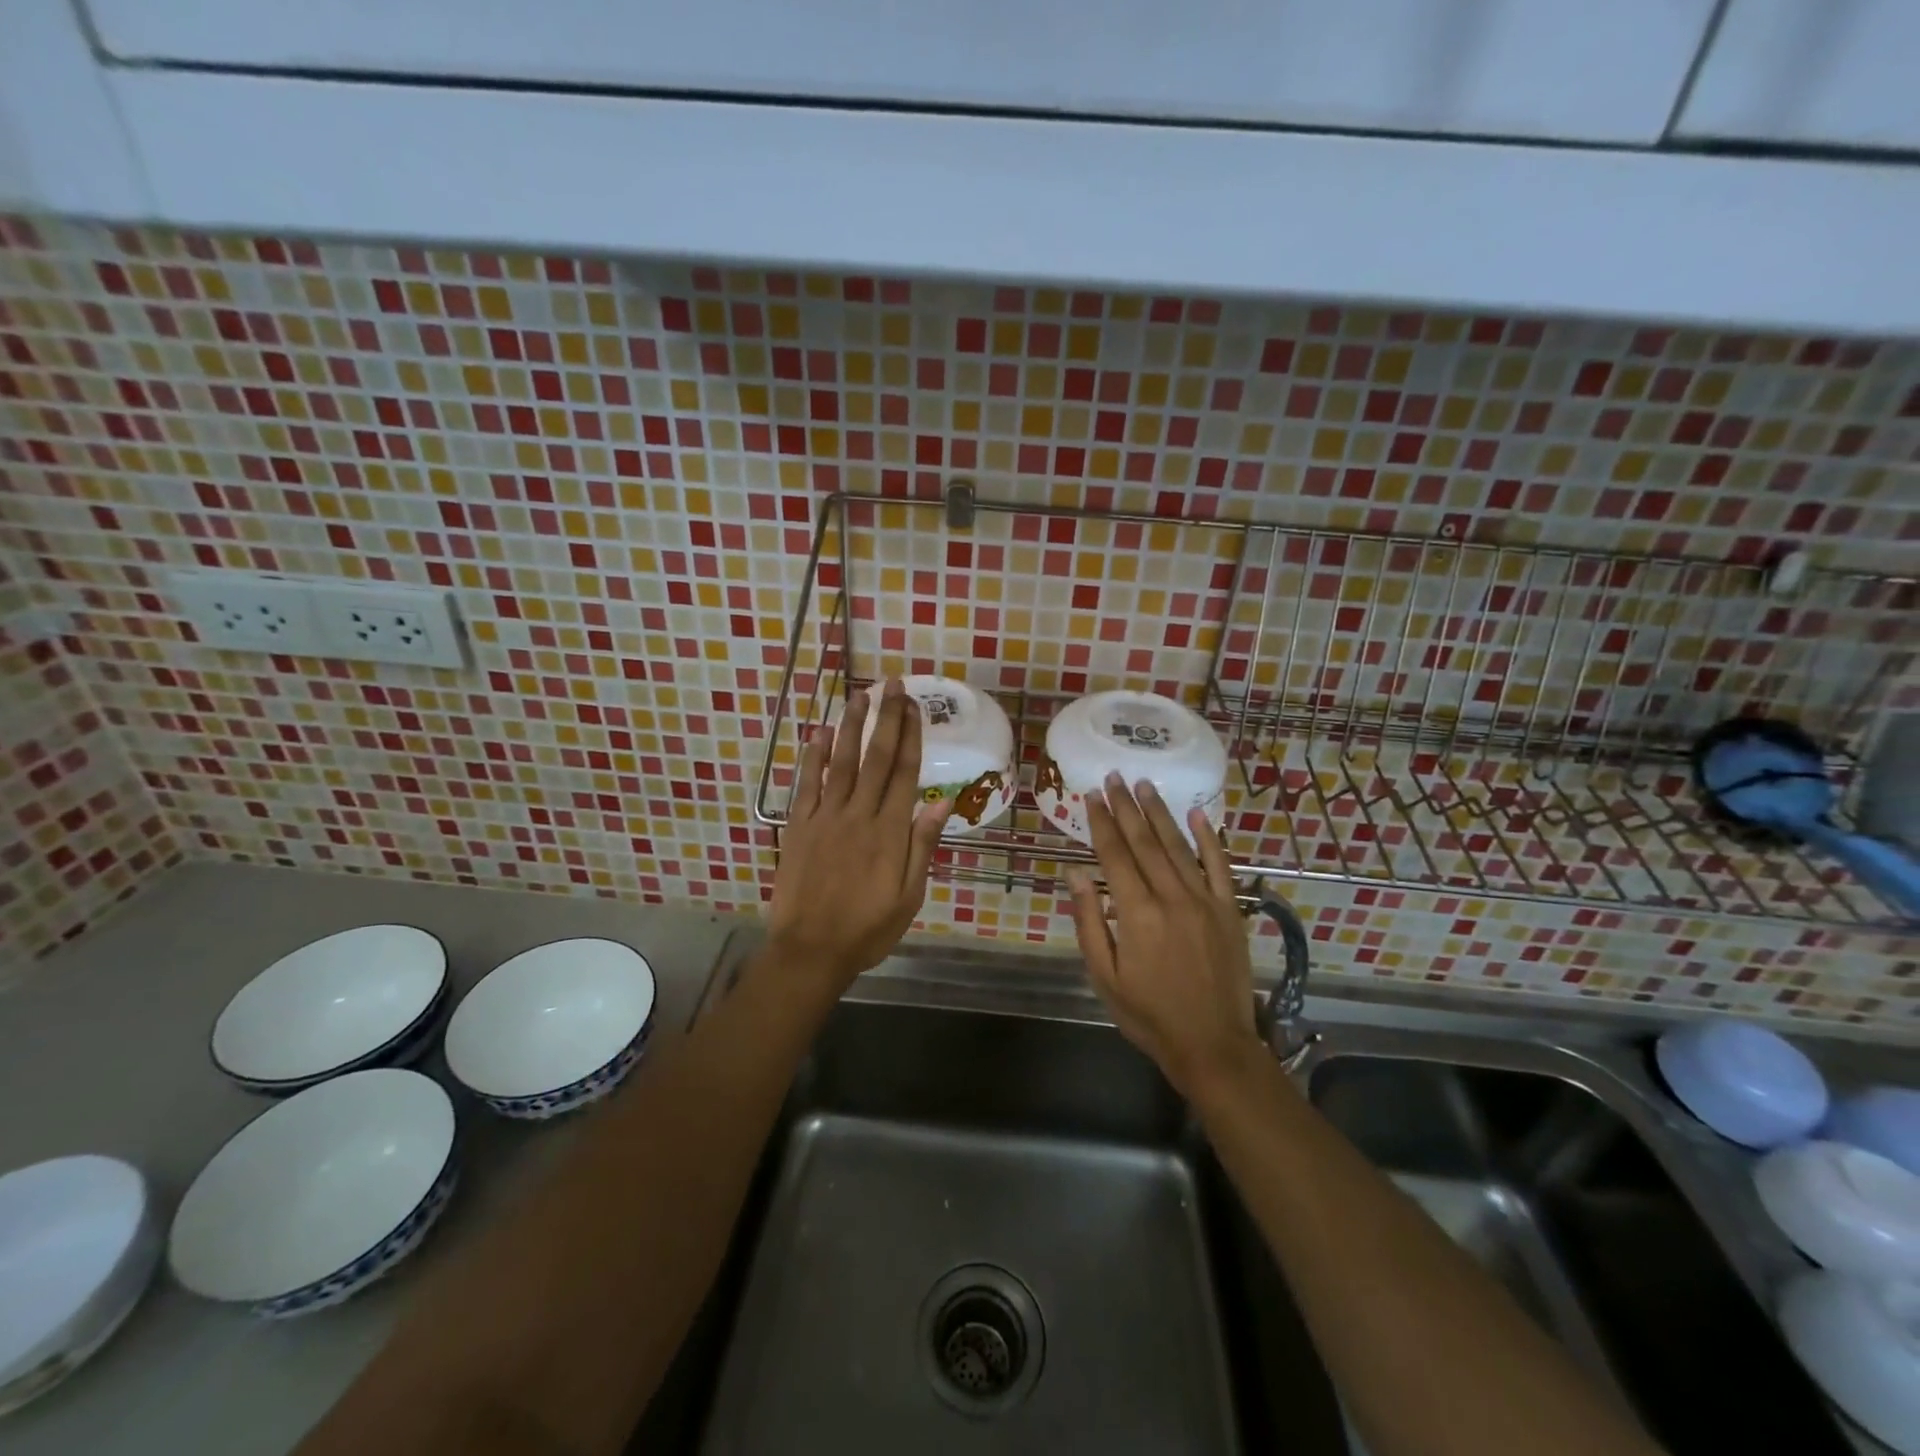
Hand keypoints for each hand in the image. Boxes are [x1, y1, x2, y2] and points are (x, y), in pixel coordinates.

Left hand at [766, 679, 949, 994]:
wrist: (810, 950)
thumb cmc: (867, 928)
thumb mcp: (909, 896)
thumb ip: (921, 847)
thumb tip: (940, 804)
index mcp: (889, 831)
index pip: (904, 772)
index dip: (911, 736)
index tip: (914, 706)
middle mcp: (858, 814)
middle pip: (876, 758)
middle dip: (886, 718)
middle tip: (892, 685)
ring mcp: (825, 817)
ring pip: (841, 762)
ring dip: (851, 726)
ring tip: (859, 694)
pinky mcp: (799, 826)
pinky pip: (807, 783)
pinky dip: (813, 757)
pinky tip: (820, 732)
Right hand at [1067, 774, 1261, 1095]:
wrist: (1213, 1045)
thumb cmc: (1149, 1015)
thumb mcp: (1104, 976)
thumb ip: (1089, 922)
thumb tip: (1075, 874)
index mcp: (1136, 913)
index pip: (1114, 855)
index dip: (1101, 822)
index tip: (1090, 795)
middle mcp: (1171, 897)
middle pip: (1144, 842)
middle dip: (1126, 807)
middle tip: (1115, 777)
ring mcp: (1204, 901)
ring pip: (1178, 846)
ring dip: (1160, 813)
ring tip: (1145, 785)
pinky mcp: (1229, 910)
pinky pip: (1219, 865)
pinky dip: (1209, 838)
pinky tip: (1198, 814)